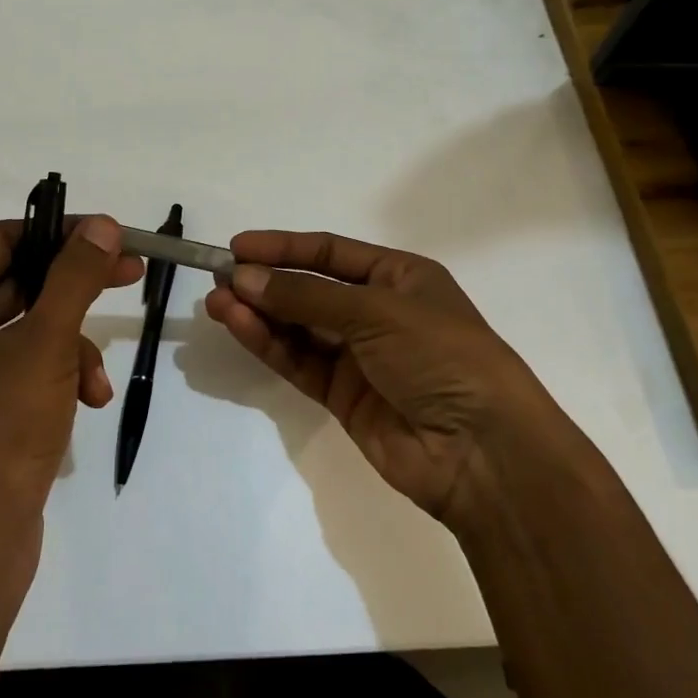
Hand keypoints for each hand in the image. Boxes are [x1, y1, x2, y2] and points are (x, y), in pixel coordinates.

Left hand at [0, 216, 143, 581]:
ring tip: (96, 381)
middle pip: (17, 283)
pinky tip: (88, 402)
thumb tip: (100, 225)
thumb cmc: (0, 431)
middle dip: (74, 291)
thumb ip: (75, 277)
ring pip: (28, 328)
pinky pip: (24, 368)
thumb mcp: (46, 344)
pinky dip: (59, 376)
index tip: (109, 235)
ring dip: (72, 346)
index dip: (58, 233)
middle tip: (129, 273)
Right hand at [204, 231, 564, 527]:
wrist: (481, 450)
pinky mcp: (343, 397)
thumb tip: (242, 278)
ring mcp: (359, 356)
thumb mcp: (375, 311)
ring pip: (298, 327)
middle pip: (309, 290)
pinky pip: (299, 361)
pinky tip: (239, 326)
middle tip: (218, 278)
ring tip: (216, 302)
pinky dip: (269, 344)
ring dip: (259, 313)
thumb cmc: (440, 356)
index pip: (330, 254)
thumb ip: (305, 296)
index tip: (237, 246)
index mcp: (399, 277)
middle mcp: (377, 312)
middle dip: (265, 282)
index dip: (283, 248)